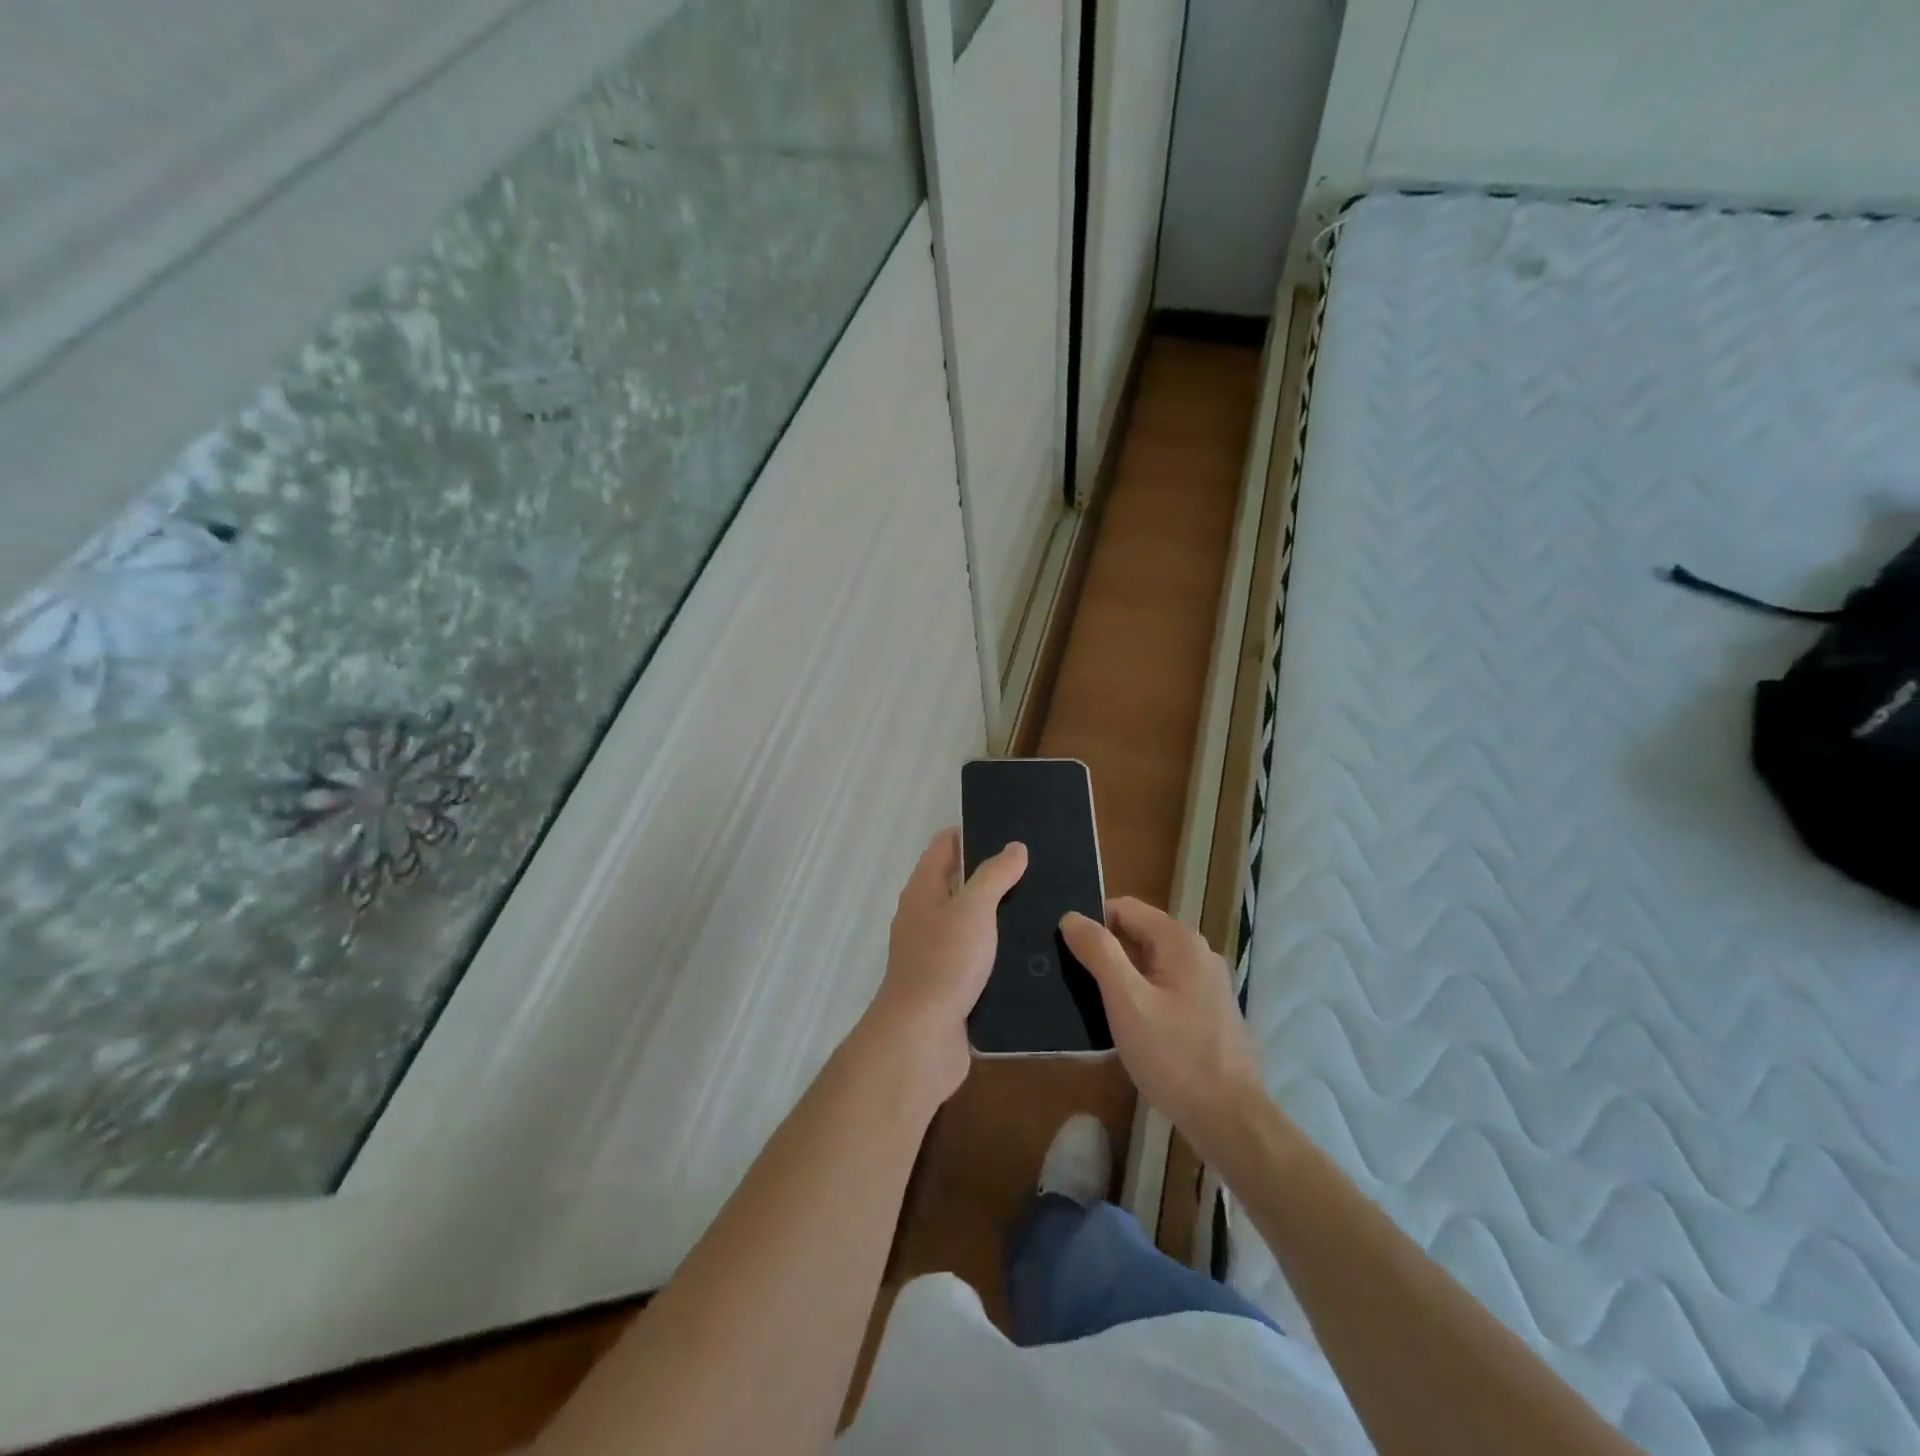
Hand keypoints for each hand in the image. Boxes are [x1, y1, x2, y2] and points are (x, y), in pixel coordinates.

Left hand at [865, 828, 1026, 1103]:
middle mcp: (926, 917)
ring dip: (1002, 916)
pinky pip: (981, 958)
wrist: (922, 1039)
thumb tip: (1015, 846)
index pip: (944, 846)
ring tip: (1047, 905)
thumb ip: (994, 876)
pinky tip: (1035, 951)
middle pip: (960, 884)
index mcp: (924, 891)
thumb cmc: (944, 962)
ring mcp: (938, 953)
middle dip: (994, 874)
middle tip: (1039, 868)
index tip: (1010, 828)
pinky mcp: (953, 984)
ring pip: (973, 923)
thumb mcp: (973, 909)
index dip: (972, 832)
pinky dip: (1002, 951)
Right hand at [1060, 898, 1265, 1155]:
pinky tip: (1121, 1023)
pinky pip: (1163, 986)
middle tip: (1070, 976)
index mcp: (1180, 942)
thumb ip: (1099, 953)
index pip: (1125, 908)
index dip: (1092, 921)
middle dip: (1105, 950)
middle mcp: (1197, 953)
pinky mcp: (1207, 1010)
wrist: (1229, 1120)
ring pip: (1150, 963)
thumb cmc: (1174, 1057)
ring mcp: (1206, 983)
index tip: (1064, 946)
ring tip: (1088, 1000)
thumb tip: (1071, 917)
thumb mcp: (1127, 1002)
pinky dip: (1140, 995)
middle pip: (1138, 933)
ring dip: (1120, 975)